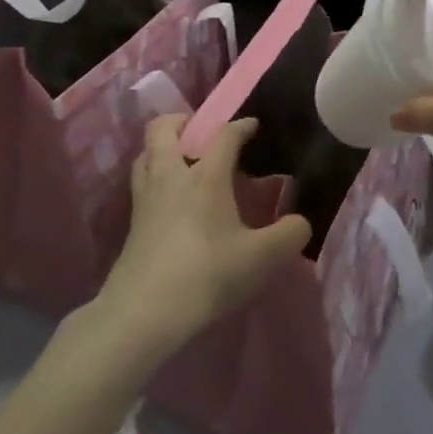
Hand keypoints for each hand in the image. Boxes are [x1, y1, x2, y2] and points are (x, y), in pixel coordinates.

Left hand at [95, 116, 309, 364]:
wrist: (145, 311)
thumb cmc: (208, 274)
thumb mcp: (263, 258)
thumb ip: (290, 234)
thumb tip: (300, 222)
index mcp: (205, 176)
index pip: (223, 135)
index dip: (241, 126)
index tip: (253, 127)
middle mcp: (171, 176)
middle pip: (163, 128)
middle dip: (183, 122)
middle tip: (202, 135)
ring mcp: (146, 198)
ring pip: (146, 153)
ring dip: (164, 149)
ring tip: (185, 164)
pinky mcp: (132, 222)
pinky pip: (142, 183)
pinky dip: (156, 178)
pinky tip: (174, 201)